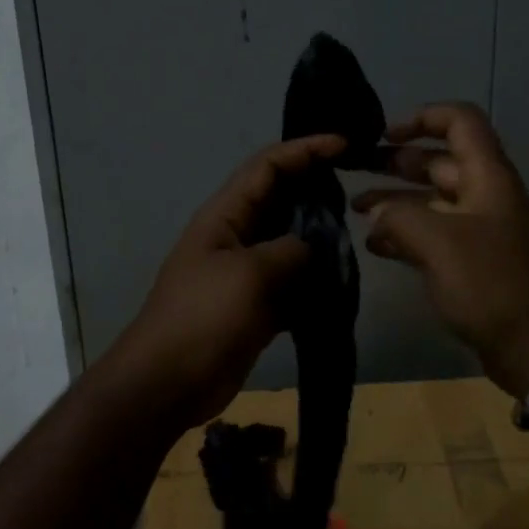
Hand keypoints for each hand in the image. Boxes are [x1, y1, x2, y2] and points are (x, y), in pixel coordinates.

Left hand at [107, 134, 346, 431]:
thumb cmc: (203, 317)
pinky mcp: (255, 304)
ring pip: (290, 242)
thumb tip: (312, 249)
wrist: (168, 383)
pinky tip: (341, 285)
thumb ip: (290, 251)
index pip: (268, 165)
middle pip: (282, 199)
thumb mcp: (250, 274)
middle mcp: (236, 235)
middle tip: (359, 193)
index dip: (305, 149)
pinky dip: (314, 281)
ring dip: (320, 240)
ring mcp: (245, 271)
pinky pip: (291, 281)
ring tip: (357, 240)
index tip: (345, 145)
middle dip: (317, 191)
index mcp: (226, 215)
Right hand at [354, 103, 528, 397]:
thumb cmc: (490, 284)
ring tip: (355, 209)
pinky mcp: (474, 262)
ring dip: (395, 200)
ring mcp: (481, 230)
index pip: (460, 121)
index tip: (383, 134)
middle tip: (354, 169)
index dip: (422, 118)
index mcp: (488, 177)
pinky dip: (406, 233)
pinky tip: (376, 245)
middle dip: (396, 161)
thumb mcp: (438, 241)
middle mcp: (486, 196)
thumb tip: (378, 214)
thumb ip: (399, 217)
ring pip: (433, 200)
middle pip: (440, 162)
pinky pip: (436, 234)